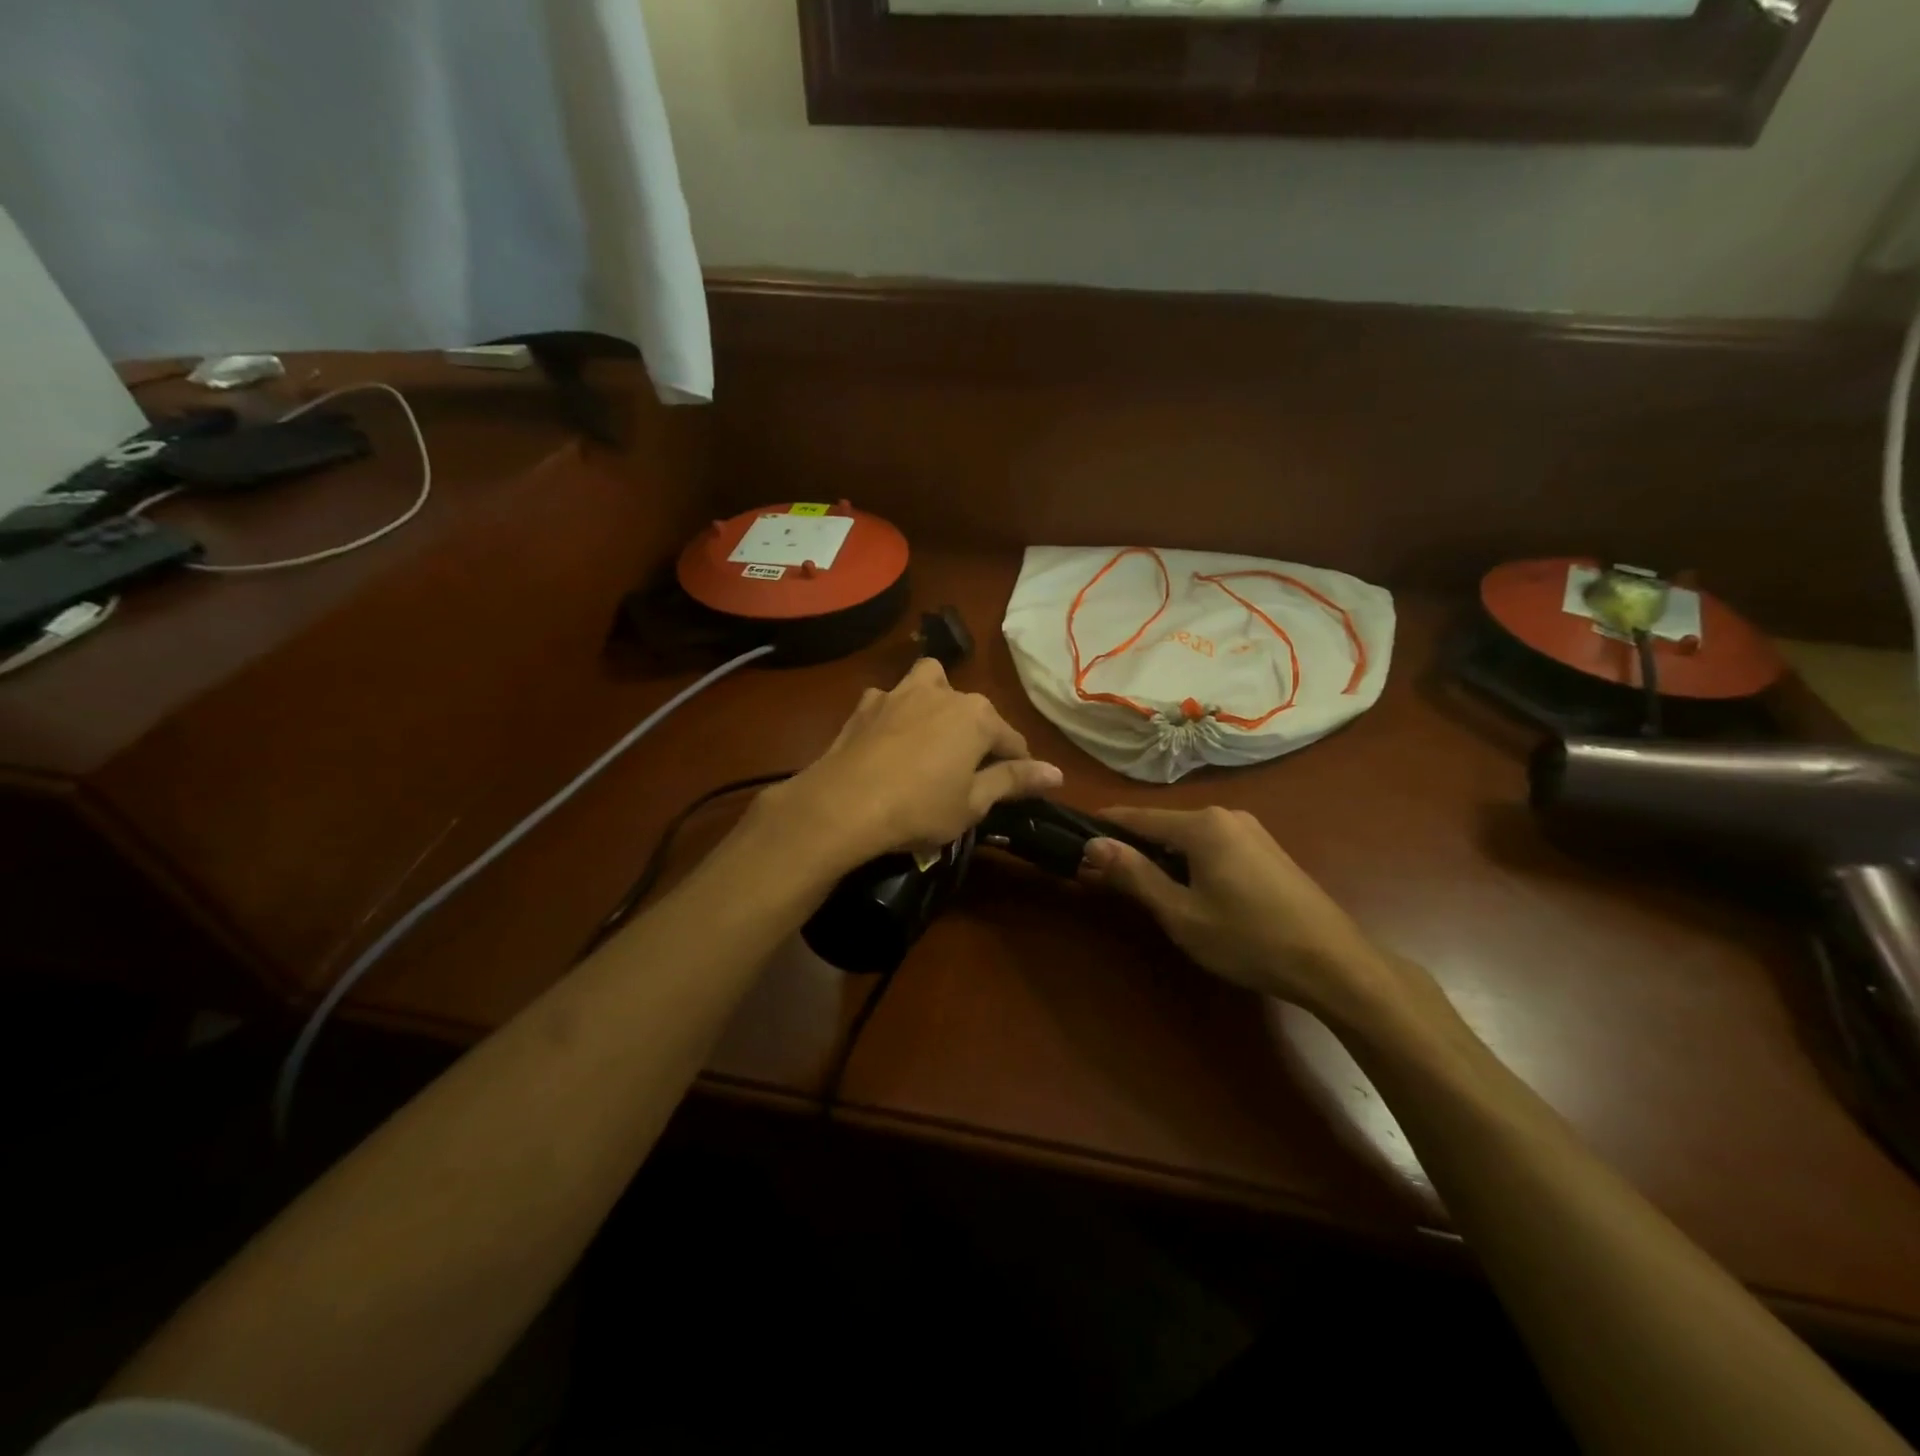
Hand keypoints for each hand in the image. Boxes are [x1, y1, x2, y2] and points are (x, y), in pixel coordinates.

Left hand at [759, 659, 1063, 873]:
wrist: (842, 805)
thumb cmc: (919, 808)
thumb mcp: (973, 803)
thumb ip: (1014, 780)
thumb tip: (1057, 772)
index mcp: (977, 716)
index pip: (1012, 741)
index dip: (1018, 767)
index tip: (1015, 789)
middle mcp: (942, 692)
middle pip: (973, 710)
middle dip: (977, 735)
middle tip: (968, 772)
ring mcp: (899, 693)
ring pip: (930, 683)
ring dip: (937, 702)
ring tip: (931, 736)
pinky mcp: (866, 704)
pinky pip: (891, 700)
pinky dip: (896, 714)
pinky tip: (888, 740)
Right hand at [1081, 806, 1396, 1022]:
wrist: (1333, 962)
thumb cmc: (1248, 938)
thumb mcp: (1181, 913)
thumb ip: (1135, 875)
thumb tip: (1092, 844)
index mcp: (1201, 824)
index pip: (1136, 817)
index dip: (1103, 829)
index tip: (1073, 843)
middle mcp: (1225, 815)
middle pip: (1162, 825)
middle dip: (1131, 848)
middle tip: (1103, 878)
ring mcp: (1250, 831)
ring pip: (1188, 837)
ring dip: (1160, 858)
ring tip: (1139, 888)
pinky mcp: (1266, 850)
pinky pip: (1212, 846)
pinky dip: (1189, 862)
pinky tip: (1186, 891)